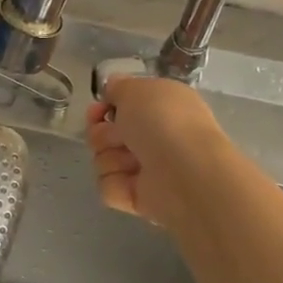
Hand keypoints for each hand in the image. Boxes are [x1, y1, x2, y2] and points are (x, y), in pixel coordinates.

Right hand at [86, 76, 232, 228]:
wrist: (184, 172)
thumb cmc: (162, 121)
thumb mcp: (135, 89)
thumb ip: (119, 86)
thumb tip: (112, 87)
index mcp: (160, 106)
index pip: (122, 106)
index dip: (104, 106)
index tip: (98, 109)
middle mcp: (154, 136)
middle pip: (105, 133)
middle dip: (102, 133)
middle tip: (118, 136)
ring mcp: (146, 168)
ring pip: (103, 159)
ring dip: (111, 157)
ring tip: (133, 162)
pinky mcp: (137, 197)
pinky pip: (108, 186)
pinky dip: (115, 183)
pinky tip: (132, 182)